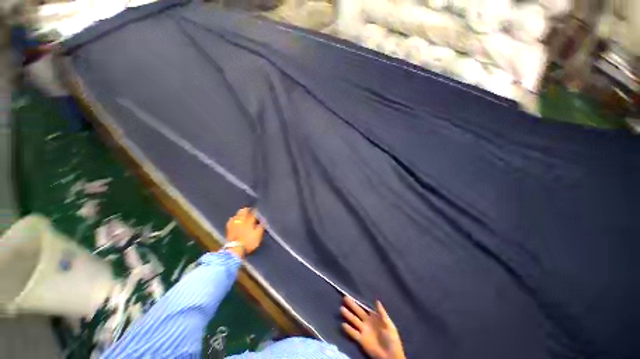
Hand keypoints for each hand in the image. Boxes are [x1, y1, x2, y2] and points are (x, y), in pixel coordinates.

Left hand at [225, 208, 263, 257]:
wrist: (234, 249)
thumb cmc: (248, 242)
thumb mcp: (258, 235)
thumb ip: (260, 227)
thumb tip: (263, 220)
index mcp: (249, 221)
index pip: (252, 213)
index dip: (255, 210)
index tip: (256, 209)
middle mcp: (241, 220)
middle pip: (243, 211)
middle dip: (246, 209)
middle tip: (249, 209)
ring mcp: (233, 224)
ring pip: (236, 215)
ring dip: (239, 213)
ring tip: (241, 213)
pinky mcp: (228, 229)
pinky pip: (231, 221)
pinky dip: (233, 219)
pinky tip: (233, 219)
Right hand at [341, 296, 405, 358]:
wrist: (391, 356)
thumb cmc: (392, 339)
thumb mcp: (389, 325)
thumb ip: (382, 313)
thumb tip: (377, 300)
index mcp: (374, 318)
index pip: (364, 308)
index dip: (358, 302)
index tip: (352, 295)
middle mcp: (366, 322)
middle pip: (357, 312)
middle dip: (351, 305)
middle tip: (345, 298)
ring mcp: (363, 331)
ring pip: (354, 321)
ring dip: (348, 315)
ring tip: (341, 309)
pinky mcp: (361, 340)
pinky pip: (353, 333)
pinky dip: (348, 329)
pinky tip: (343, 325)